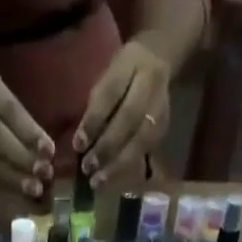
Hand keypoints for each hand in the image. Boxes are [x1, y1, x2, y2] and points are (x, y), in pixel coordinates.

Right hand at [0, 68, 54, 199]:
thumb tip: (47, 153)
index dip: (29, 132)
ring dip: (15, 178)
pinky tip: (23, 194)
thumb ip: (23, 119)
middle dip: (22, 157)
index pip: (9, 110)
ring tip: (35, 189)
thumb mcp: (6, 94)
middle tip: (43, 173)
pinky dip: (8, 184)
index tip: (49, 150)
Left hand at [73, 38, 171, 188]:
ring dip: (116, 165)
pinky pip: (144, 152)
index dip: (94, 121)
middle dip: (105, 147)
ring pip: (139, 141)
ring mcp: (160, 109)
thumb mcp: (106, 76)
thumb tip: (81, 143)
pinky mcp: (163, 129)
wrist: (159, 60)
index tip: (78, 144)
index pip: (111, 93)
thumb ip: (96, 105)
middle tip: (87, 167)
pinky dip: (126, 168)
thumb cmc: (123, 73)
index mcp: (131, 63)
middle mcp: (150, 85)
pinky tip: (111, 180)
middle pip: (128, 120)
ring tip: (97, 181)